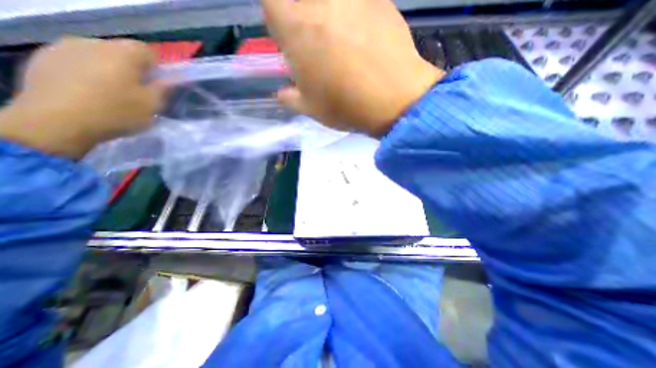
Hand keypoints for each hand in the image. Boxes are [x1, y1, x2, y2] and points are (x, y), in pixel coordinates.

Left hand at [0, 36, 165, 157]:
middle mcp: (93, 43)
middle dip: (133, 68)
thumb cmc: (117, 113)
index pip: (148, 50)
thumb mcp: (152, 105)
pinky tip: (89, 90)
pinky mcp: (45, 57)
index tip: (158, 84)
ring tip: (112, 91)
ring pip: (99, 55)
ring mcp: (64, 47)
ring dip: (110, 69)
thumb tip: (171, 80)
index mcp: (123, 54)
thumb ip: (163, 89)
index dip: (157, 67)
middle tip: (137, 90)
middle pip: (122, 51)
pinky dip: (88, 72)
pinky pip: (78, 60)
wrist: (57, 121)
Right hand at [263, 1, 445, 136]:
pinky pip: (360, 5)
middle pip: (303, 2)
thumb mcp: (311, 109)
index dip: (279, 22)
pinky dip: (357, 18)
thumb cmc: (345, 106)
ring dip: (331, 19)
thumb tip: (283, 93)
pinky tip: (367, 43)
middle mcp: (322, 3)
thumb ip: (290, 97)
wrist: (394, 100)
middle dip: (304, 20)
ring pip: (332, 4)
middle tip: (317, 47)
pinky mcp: (381, 1)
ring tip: (345, 46)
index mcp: (297, 29)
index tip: (289, 41)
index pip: (272, 4)